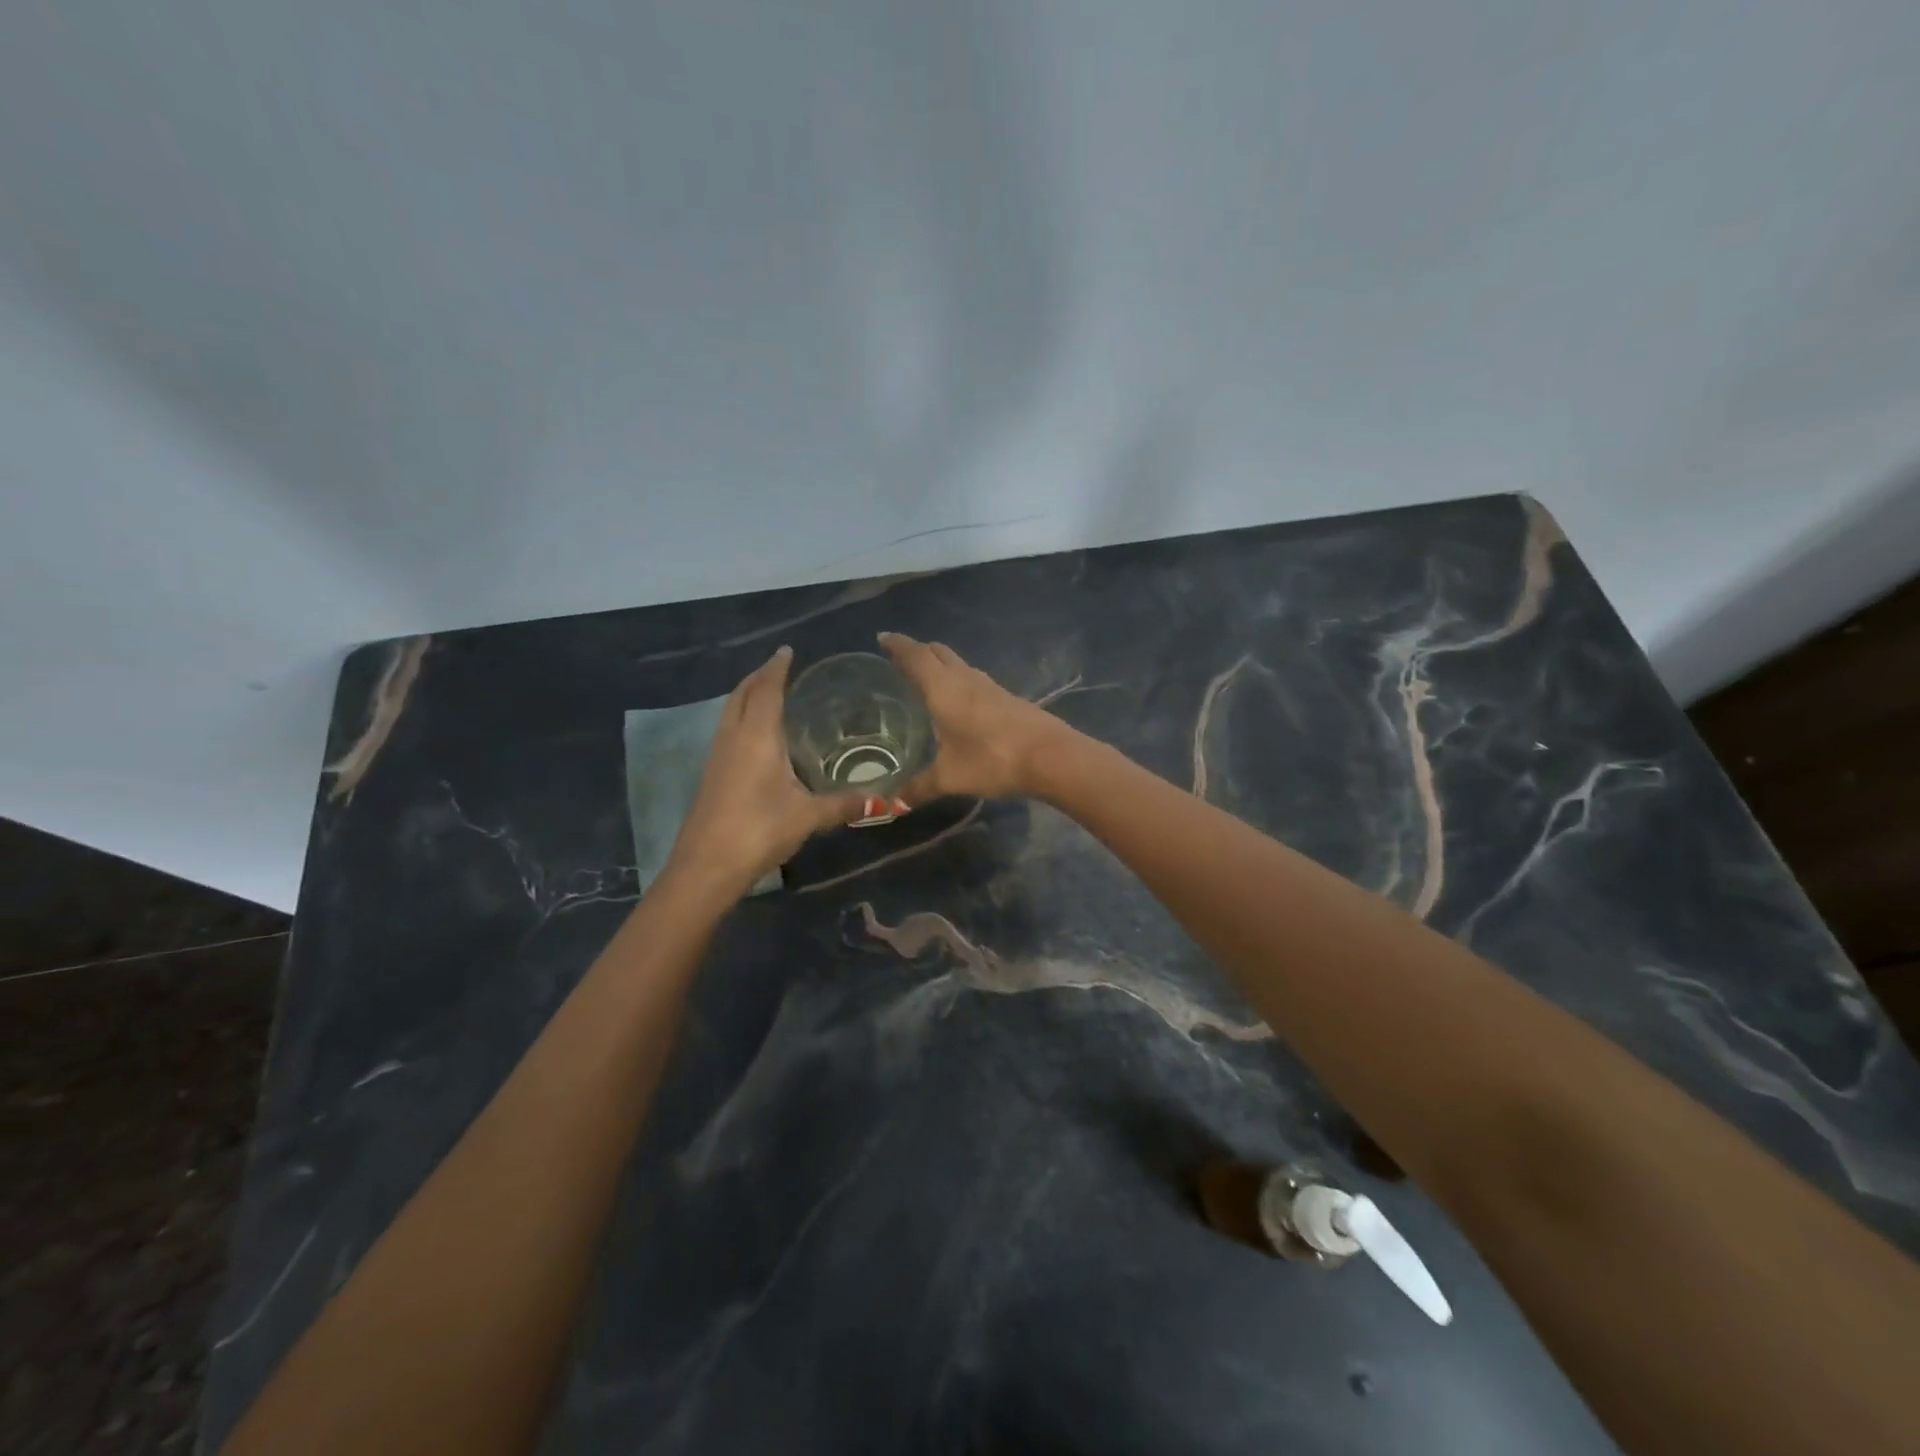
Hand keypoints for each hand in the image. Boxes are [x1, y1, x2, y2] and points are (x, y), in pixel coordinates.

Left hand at [666, 648, 865, 897]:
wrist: (706, 866)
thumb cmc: (759, 830)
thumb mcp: (807, 816)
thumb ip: (843, 804)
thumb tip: (883, 800)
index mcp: (757, 737)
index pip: (766, 690)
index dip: (777, 668)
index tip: (788, 650)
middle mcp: (733, 738)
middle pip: (742, 694)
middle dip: (759, 676)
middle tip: (780, 667)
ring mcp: (717, 756)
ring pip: (729, 711)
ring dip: (746, 695)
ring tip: (768, 692)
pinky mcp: (711, 774)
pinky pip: (726, 730)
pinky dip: (740, 717)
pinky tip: (756, 735)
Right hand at [878, 633, 1078, 802]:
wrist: (1050, 756)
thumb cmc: (992, 759)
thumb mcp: (950, 777)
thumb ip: (919, 788)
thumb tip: (892, 805)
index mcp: (943, 688)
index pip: (914, 655)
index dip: (896, 645)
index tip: (881, 637)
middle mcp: (964, 678)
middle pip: (937, 652)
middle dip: (917, 651)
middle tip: (899, 660)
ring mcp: (989, 686)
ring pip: (958, 664)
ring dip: (939, 665)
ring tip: (924, 680)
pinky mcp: (1006, 698)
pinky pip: (972, 680)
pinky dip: (957, 681)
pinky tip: (956, 702)